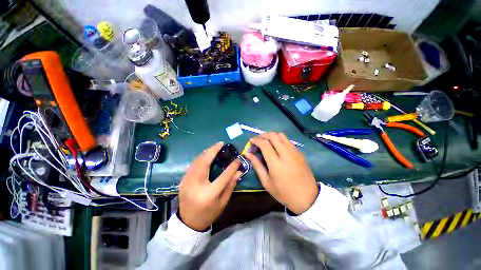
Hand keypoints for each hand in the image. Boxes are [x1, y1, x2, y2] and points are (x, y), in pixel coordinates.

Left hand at [179, 142, 241, 230]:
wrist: (188, 222)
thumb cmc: (208, 213)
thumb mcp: (223, 202)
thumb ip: (230, 185)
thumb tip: (239, 171)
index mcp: (209, 194)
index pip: (224, 176)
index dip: (232, 166)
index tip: (238, 159)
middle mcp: (196, 185)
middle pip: (205, 162)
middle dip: (213, 150)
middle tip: (221, 144)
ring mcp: (187, 181)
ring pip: (197, 161)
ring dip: (206, 152)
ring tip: (215, 147)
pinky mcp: (183, 180)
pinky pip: (193, 164)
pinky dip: (200, 158)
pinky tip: (206, 155)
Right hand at [244, 133, 317, 214]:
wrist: (308, 198)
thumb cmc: (284, 193)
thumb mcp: (266, 182)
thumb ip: (257, 165)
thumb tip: (248, 154)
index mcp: (276, 163)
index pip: (264, 144)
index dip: (256, 140)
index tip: (251, 141)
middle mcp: (286, 154)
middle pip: (273, 136)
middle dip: (263, 135)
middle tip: (258, 140)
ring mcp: (295, 152)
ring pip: (281, 135)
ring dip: (272, 135)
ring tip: (266, 142)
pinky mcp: (300, 153)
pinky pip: (288, 141)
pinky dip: (279, 139)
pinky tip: (277, 147)